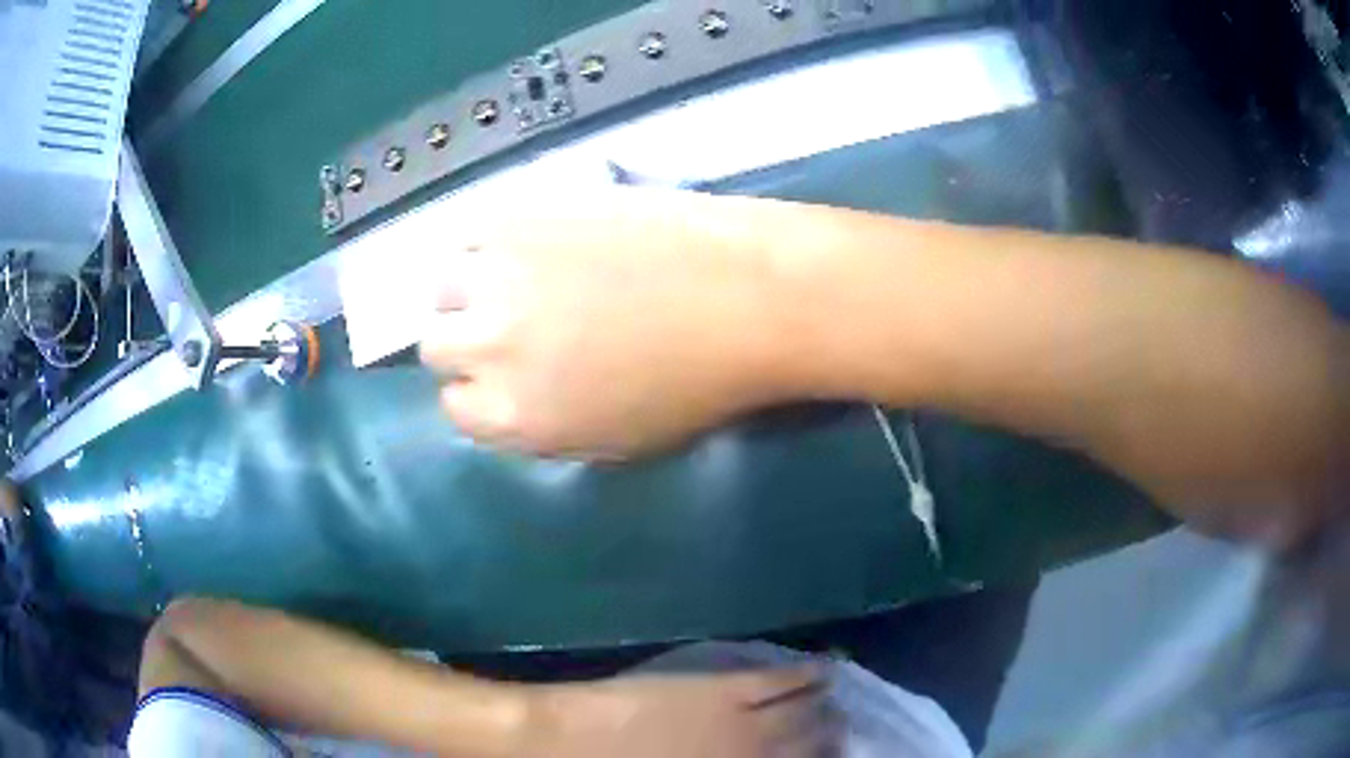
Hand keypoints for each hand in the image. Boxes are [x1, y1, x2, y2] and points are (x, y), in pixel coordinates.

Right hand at [419, 188, 806, 457]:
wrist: (748, 297)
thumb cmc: (697, 385)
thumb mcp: (613, 440)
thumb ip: (540, 425)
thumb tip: (506, 397)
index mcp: (513, 415)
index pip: (455, 407)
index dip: (480, 390)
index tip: (506, 376)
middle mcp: (489, 345)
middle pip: (437, 344)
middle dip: (465, 341)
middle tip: (509, 325)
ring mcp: (500, 272)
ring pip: (444, 284)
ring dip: (469, 287)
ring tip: (512, 280)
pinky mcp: (523, 214)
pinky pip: (472, 232)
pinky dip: (486, 243)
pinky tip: (524, 244)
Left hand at [517, 668, 838, 757]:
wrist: (559, 746)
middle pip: (808, 751)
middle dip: (830, 745)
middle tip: (843, 737)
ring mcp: (739, 724)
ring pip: (802, 716)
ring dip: (826, 711)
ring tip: (841, 707)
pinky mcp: (720, 690)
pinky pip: (776, 682)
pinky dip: (806, 675)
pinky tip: (825, 670)